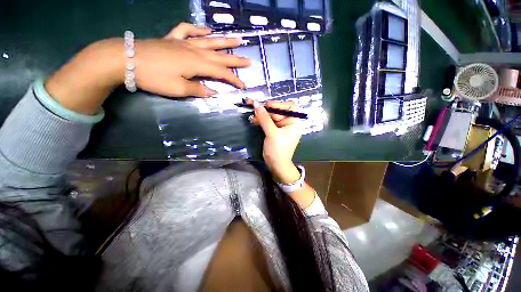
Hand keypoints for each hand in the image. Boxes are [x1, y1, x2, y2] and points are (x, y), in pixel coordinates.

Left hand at [45, 23, 249, 114]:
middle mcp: (195, 51)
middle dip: (236, 60)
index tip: (243, 86)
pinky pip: (187, 31)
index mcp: (197, 64)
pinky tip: (206, 30)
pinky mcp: (173, 39)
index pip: (221, 73)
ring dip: (224, 41)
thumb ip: (198, 90)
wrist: (126, 59)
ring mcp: (184, 43)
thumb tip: (212, 92)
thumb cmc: (154, 77)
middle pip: (220, 56)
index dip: (233, 80)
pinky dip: (198, 29)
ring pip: (209, 41)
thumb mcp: (178, 89)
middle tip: (248, 60)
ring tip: (237, 39)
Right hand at [248, 99, 301, 183]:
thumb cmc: (278, 150)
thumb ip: (264, 119)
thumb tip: (256, 104)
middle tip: (254, 106)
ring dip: (261, 114)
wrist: (276, 165)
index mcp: (294, 122)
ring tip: (251, 113)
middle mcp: (288, 123)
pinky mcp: (273, 130)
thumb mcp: (272, 133)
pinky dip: (260, 120)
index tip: (267, 106)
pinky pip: (267, 122)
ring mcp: (280, 127)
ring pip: (271, 116)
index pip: (289, 107)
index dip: (279, 104)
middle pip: (278, 111)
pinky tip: (253, 119)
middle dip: (266, 109)